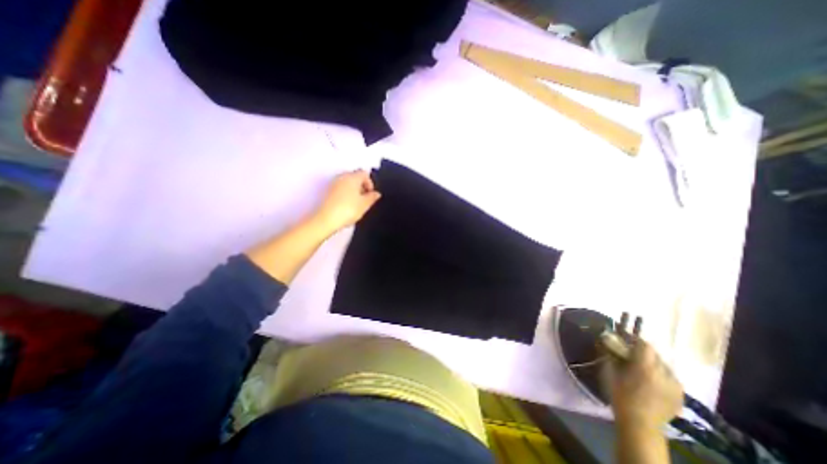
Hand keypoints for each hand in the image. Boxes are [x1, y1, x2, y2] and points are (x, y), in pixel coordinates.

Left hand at [308, 168, 378, 234]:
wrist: (326, 219)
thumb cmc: (348, 210)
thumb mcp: (365, 205)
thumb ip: (372, 197)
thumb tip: (376, 194)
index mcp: (352, 177)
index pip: (364, 174)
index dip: (370, 183)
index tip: (371, 194)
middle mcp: (342, 177)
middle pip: (355, 176)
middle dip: (361, 186)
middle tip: (365, 198)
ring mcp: (333, 183)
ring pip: (347, 182)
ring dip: (353, 190)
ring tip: (356, 203)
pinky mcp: (327, 191)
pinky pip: (340, 188)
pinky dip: (345, 193)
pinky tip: (347, 205)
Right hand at [607, 339, 685, 429]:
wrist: (640, 423)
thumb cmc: (620, 394)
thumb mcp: (609, 370)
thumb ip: (610, 353)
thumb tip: (606, 339)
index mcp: (646, 366)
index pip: (644, 344)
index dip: (634, 339)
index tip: (624, 339)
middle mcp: (665, 373)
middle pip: (655, 354)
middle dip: (642, 351)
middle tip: (630, 354)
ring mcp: (676, 385)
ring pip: (664, 365)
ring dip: (652, 363)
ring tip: (642, 368)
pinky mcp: (681, 395)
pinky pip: (670, 378)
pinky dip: (660, 375)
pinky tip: (651, 381)